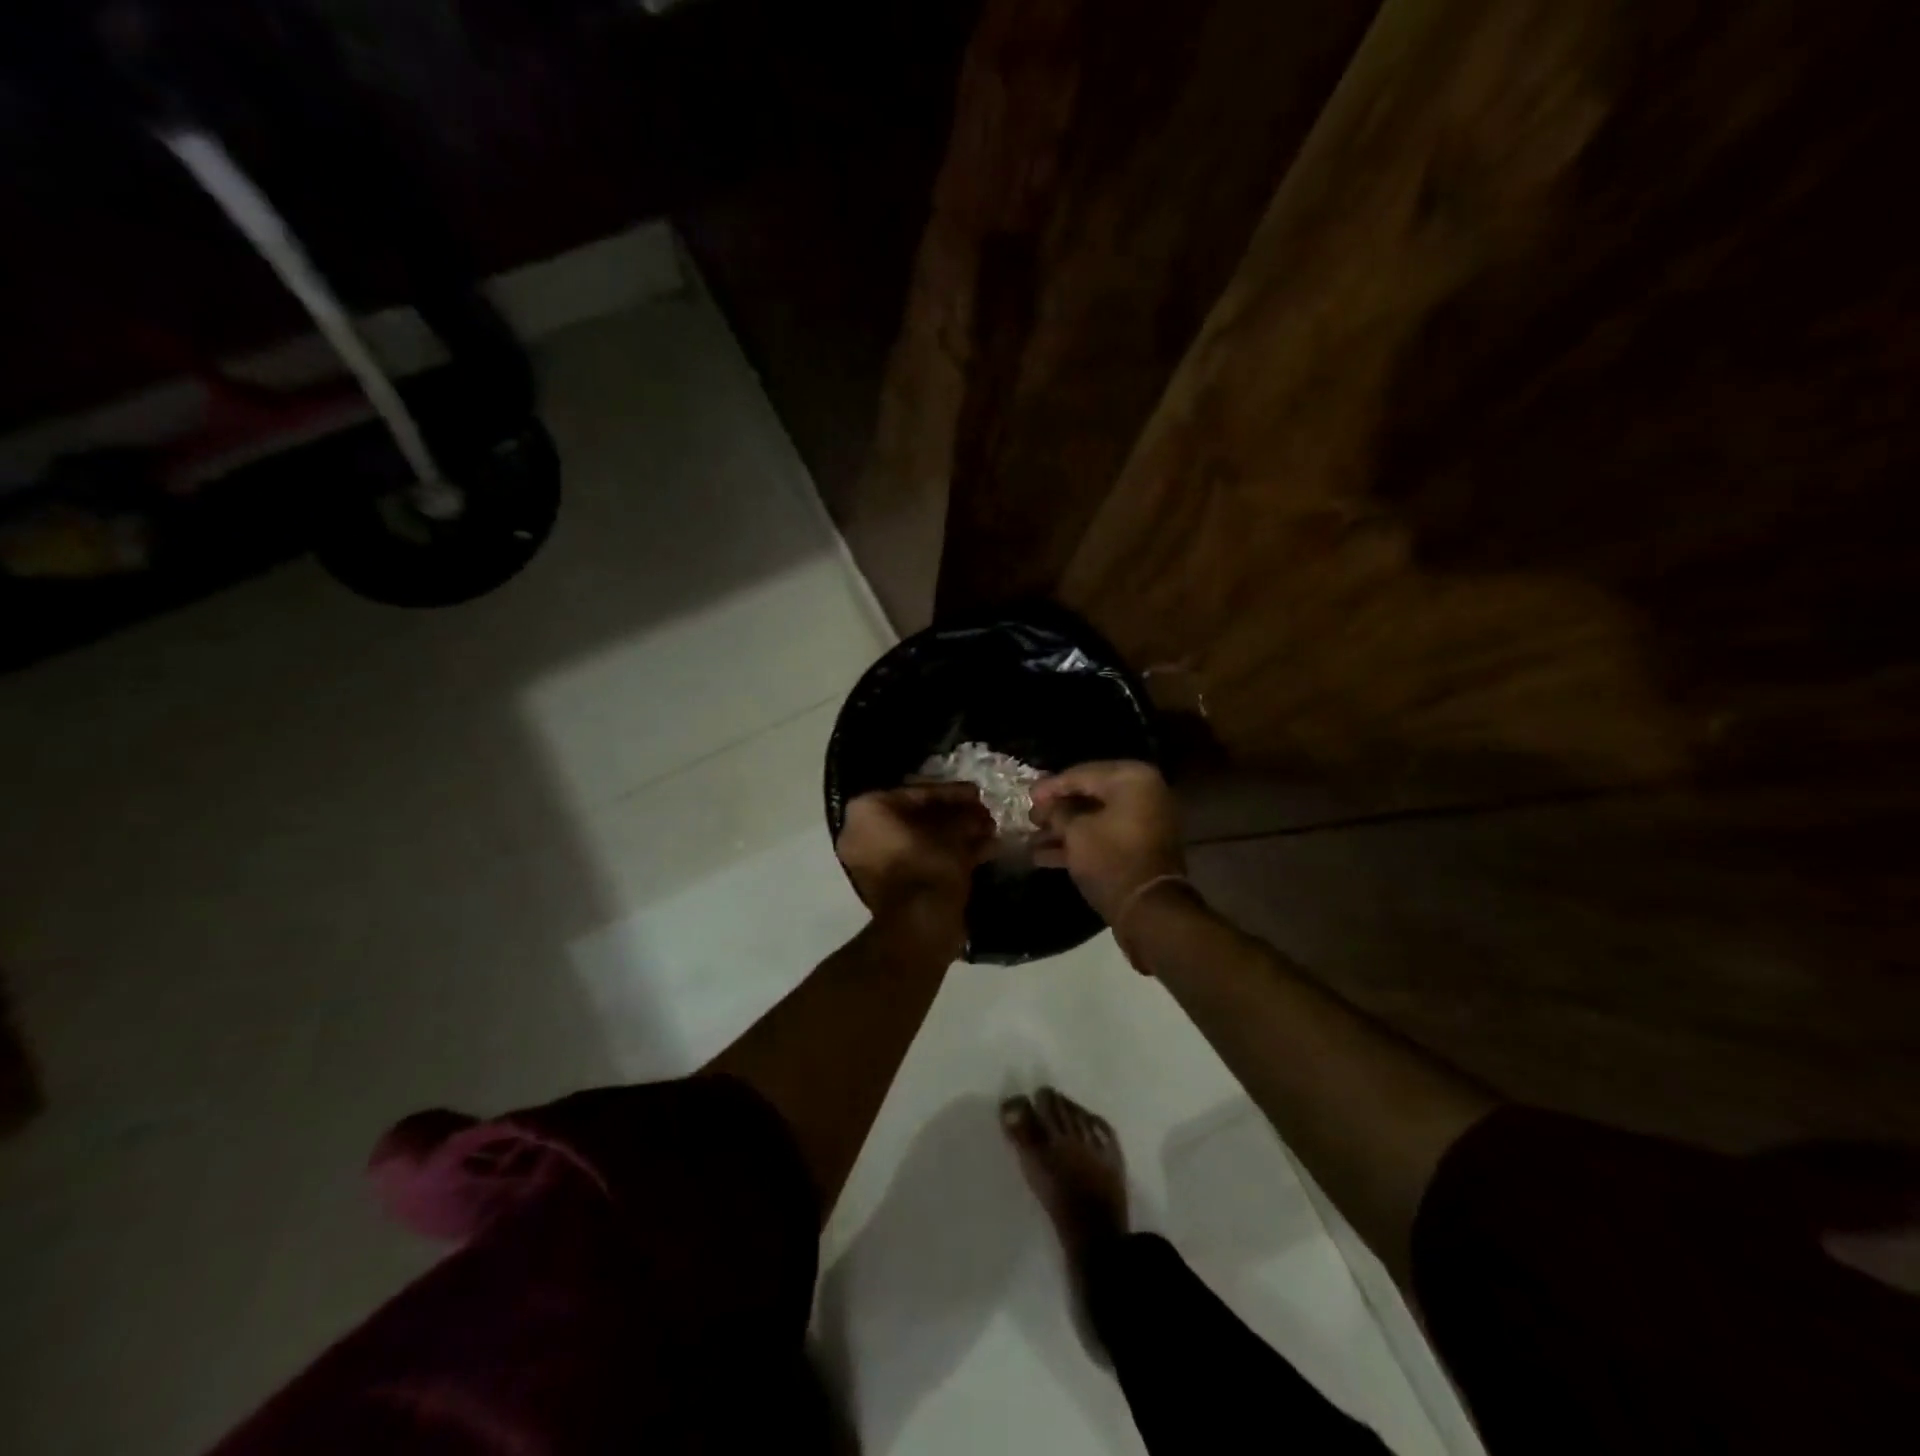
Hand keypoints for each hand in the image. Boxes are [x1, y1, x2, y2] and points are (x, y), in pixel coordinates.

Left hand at [837, 783, 994, 922]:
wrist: (919, 925)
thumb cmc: (930, 866)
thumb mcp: (954, 833)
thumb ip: (965, 816)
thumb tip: (977, 814)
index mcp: (868, 811)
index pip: (916, 793)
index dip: (952, 793)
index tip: (978, 793)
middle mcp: (862, 833)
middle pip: (917, 817)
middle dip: (955, 817)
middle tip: (984, 816)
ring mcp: (873, 862)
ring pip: (921, 840)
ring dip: (955, 836)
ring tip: (990, 834)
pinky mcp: (889, 886)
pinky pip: (919, 860)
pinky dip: (947, 856)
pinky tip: (983, 852)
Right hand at [1031, 761, 1185, 922]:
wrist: (1149, 909)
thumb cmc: (1111, 859)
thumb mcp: (1075, 831)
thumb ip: (1058, 811)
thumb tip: (1048, 804)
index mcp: (1131, 778)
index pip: (1082, 774)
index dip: (1051, 786)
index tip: (1027, 795)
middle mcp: (1142, 793)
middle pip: (1089, 795)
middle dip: (1056, 809)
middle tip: (1030, 817)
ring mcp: (1142, 821)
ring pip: (1094, 818)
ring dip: (1063, 829)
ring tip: (1030, 840)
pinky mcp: (1138, 847)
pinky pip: (1104, 836)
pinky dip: (1078, 843)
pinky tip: (1042, 856)